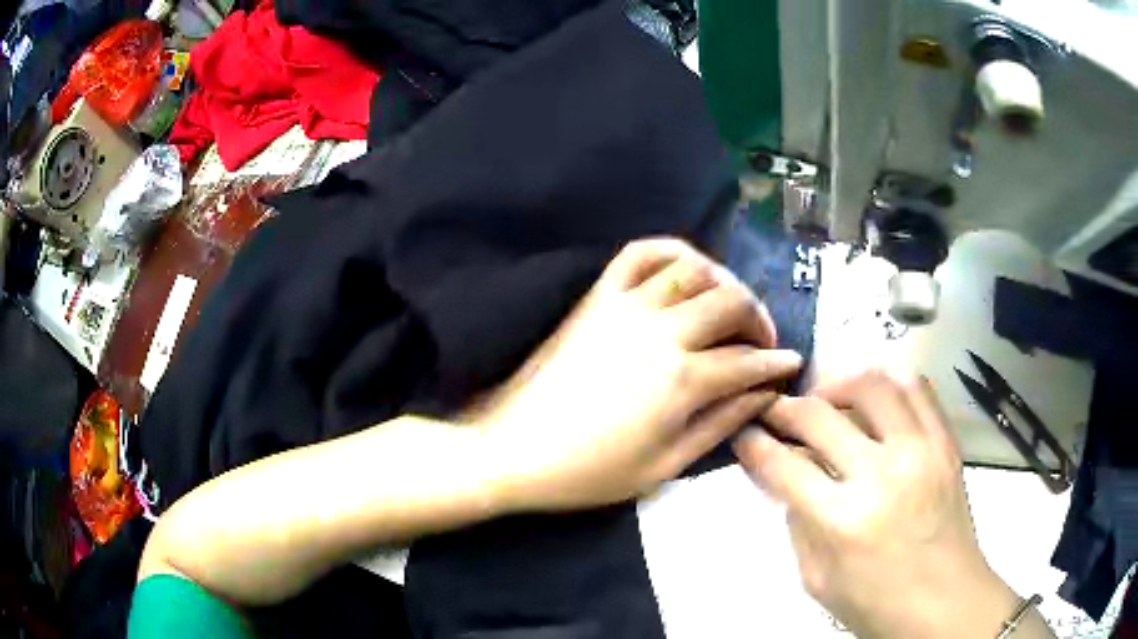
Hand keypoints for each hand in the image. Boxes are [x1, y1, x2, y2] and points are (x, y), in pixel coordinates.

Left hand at [474, 238, 802, 512]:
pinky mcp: (598, 297)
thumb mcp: (665, 466)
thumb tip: (762, 395)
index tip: (791, 365)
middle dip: (759, 318)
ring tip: (730, 305)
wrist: (515, 450)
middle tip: (763, 341)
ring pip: (693, 271)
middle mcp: (662, 332)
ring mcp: (627, 307)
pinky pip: (639, 255)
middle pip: (730, 303)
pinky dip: (671, 251)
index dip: (776, 364)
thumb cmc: (590, 472)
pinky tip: (686, 267)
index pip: (748, 361)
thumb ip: (719, 424)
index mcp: (683, 381)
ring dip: (724, 282)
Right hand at [734, 371, 1022, 638]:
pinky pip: (917, 387)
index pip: (784, 465)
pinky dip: (888, 380)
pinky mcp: (945, 443)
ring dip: (838, 382)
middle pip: (820, 416)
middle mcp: (881, 475)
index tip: (745, 432)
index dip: (755, 443)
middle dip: (785, 408)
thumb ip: (797, 525)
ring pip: (872, 384)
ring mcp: (920, 451)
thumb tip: (786, 477)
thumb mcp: (817, 581)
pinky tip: (873, 396)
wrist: (945, 601)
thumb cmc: (876, 604)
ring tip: (826, 398)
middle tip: (776, 412)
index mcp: (842, 521)